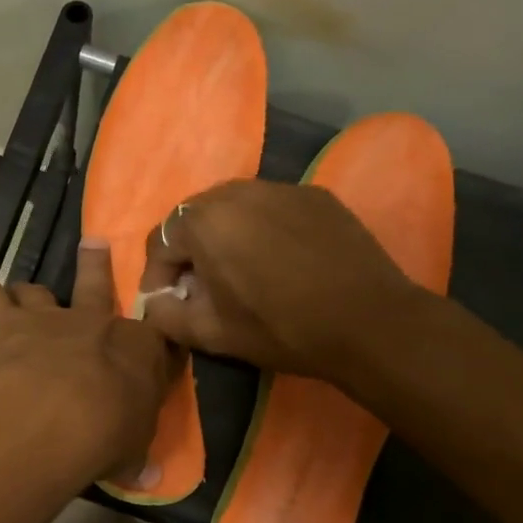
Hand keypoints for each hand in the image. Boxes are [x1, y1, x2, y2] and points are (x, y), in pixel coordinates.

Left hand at [0, 239, 178, 484]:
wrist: (53, 417)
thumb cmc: (106, 436)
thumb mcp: (131, 453)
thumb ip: (135, 458)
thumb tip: (147, 480)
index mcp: (139, 351)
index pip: (154, 338)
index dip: (153, 341)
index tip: (156, 345)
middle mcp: (94, 324)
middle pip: (98, 286)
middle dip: (97, 266)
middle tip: (94, 244)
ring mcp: (49, 319)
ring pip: (39, 291)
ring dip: (30, 291)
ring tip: (22, 290)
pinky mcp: (6, 323)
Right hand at [136, 180, 427, 388]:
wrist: (368, 322)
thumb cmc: (280, 329)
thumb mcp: (210, 333)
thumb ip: (165, 315)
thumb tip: (154, 302)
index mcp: (204, 221)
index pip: (160, 242)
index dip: (157, 277)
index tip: (167, 305)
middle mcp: (237, 191)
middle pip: (194, 218)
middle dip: (189, 252)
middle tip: (200, 288)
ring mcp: (280, 188)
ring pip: (233, 208)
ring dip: (224, 237)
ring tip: (237, 272)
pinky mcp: (316, 195)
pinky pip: (271, 207)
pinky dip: (261, 229)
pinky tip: (277, 261)